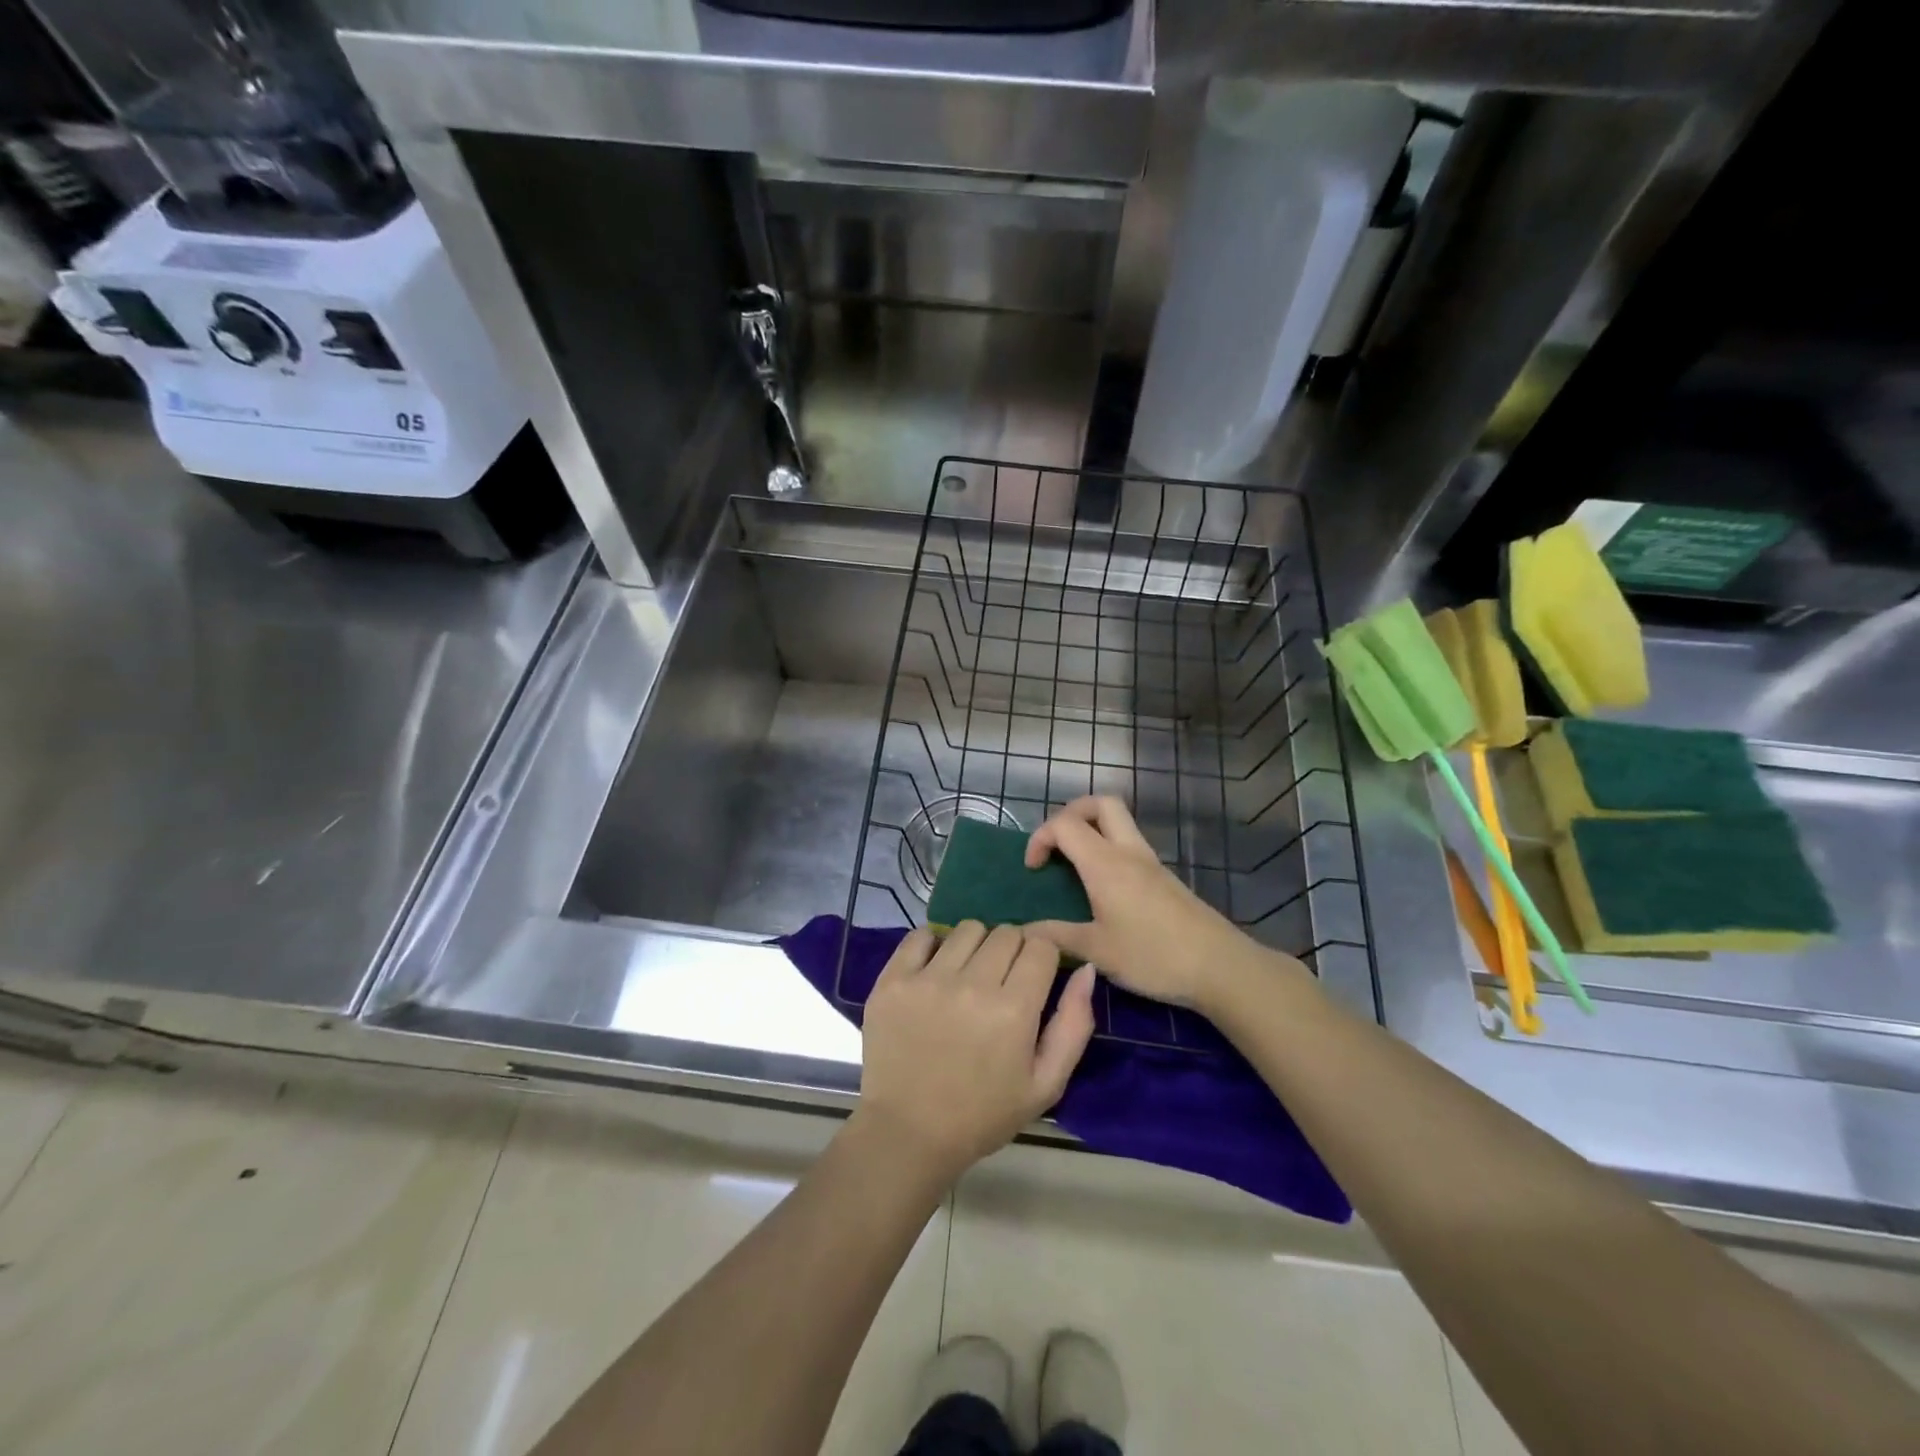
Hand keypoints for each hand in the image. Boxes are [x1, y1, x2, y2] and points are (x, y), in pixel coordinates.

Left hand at [854, 921, 1095, 1185]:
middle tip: (1002, 981)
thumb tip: (1086, 969)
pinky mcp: (893, 979)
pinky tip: (935, 969)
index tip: (1034, 977)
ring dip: (976, 945)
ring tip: (968, 975)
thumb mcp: (1045, 1084)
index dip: (1043, 958)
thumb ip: (1074, 1024)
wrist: (907, 1134)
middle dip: (1013, 951)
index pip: (1041, 945)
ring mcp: (928, 979)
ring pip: (967, 929)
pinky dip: (933, 944)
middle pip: (1006, 933)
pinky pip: (921, 935)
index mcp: (1014, 1010)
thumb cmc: (982, 1115)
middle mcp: (972, 984)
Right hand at [1024, 795, 1305, 1014]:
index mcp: (1105, 863)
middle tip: (1057, 846)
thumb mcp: (1097, 951)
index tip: (1033, 870)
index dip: (1039, 837)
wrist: (1219, 966)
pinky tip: (1103, 888)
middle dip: (1070, 813)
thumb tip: (1025, 932)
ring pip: (1118, 821)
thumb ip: (1057, 936)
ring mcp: (1150, 862)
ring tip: (1074, 866)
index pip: (1064, 823)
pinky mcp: (1164, 878)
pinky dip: (1108, 850)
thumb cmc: (1153, 956)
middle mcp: (1128, 852)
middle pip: (1099, 803)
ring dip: (1091, 830)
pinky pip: (1129, 845)